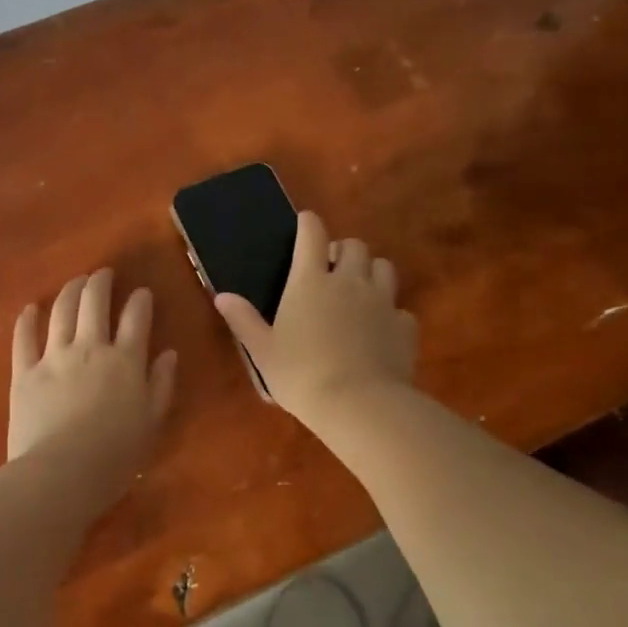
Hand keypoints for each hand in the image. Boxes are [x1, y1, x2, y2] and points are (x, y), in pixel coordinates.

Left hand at [8, 268, 177, 510]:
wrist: (61, 474)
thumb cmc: (115, 457)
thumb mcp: (151, 423)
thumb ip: (161, 384)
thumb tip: (168, 353)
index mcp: (125, 360)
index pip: (136, 317)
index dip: (140, 300)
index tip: (142, 293)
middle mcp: (89, 348)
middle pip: (94, 302)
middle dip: (100, 282)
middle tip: (103, 274)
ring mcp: (53, 356)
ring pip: (61, 311)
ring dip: (70, 291)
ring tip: (76, 282)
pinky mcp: (24, 372)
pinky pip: (24, 338)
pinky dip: (27, 319)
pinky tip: (31, 308)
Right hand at [213, 210, 416, 423]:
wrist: (358, 404)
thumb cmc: (300, 374)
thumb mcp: (262, 350)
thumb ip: (243, 320)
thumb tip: (222, 296)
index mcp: (310, 281)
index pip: (311, 234)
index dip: (308, 223)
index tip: (305, 222)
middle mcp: (349, 282)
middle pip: (354, 245)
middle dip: (342, 249)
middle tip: (330, 267)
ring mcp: (382, 302)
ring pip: (384, 267)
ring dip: (370, 271)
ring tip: (358, 290)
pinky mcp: (404, 326)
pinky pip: (400, 308)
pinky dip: (389, 311)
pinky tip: (379, 328)